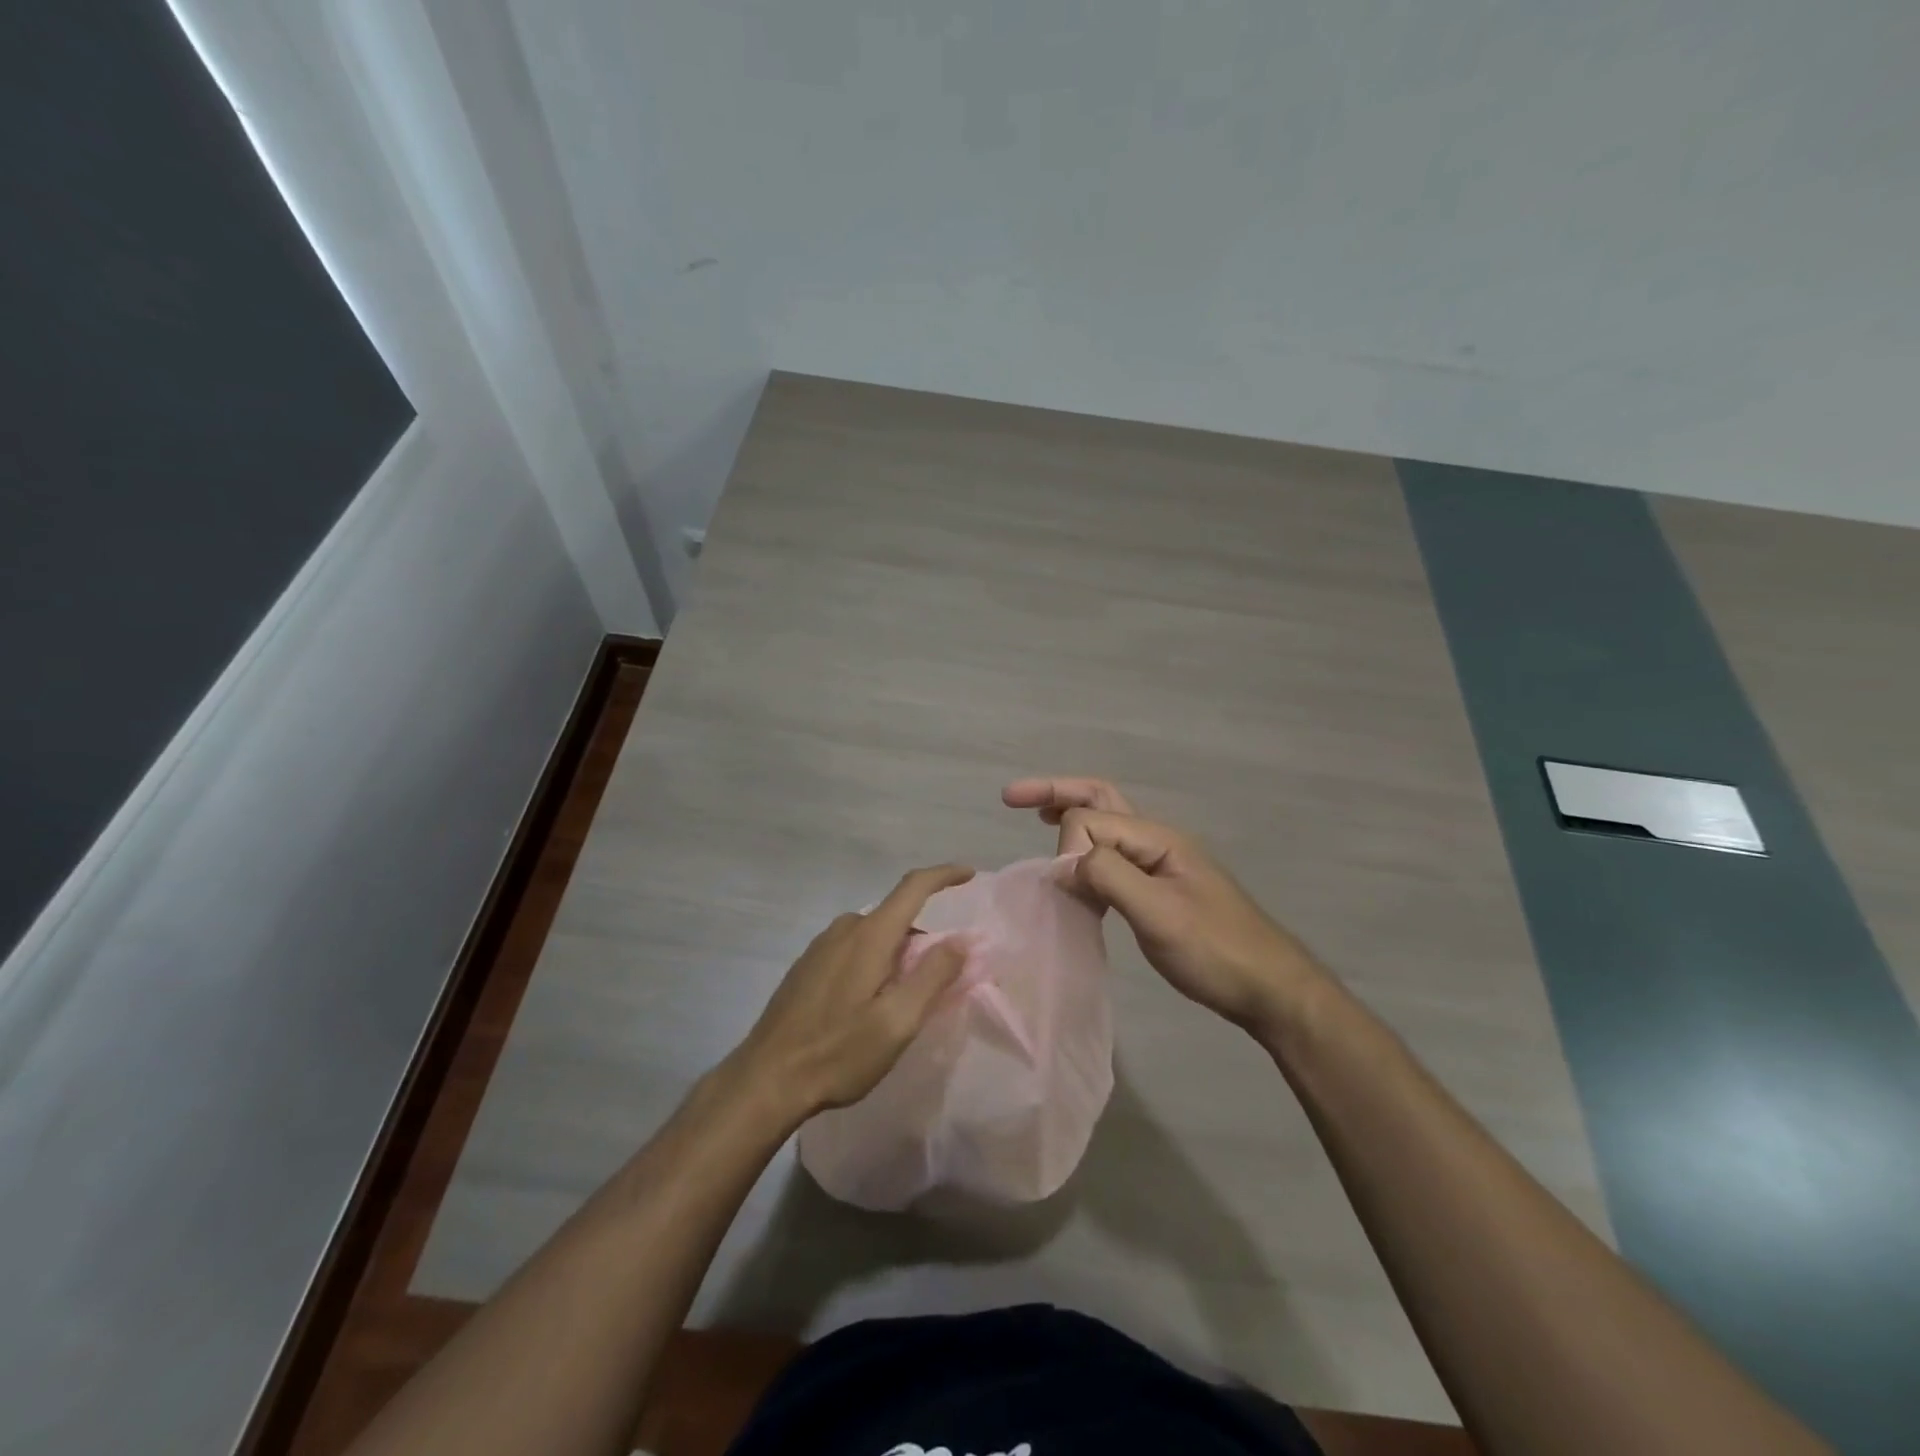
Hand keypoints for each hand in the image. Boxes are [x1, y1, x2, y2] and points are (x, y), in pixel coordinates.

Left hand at [732, 864, 973, 1118]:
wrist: (765, 1080)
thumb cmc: (837, 1052)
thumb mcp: (897, 1021)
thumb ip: (933, 976)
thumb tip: (962, 939)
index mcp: (869, 935)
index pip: (913, 887)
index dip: (943, 875)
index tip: (968, 874)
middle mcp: (844, 930)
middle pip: (895, 916)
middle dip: (923, 939)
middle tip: (938, 981)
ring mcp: (820, 947)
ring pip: (873, 935)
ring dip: (896, 953)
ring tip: (902, 1000)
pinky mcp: (806, 966)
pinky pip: (851, 949)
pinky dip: (872, 962)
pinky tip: (867, 1004)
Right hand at [1003, 777, 1331, 1035]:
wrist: (1270, 989)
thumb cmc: (1217, 952)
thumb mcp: (1161, 915)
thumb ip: (1111, 877)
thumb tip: (1065, 861)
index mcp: (1157, 838)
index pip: (1092, 819)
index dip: (1067, 847)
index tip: (1064, 889)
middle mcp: (1157, 840)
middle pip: (1100, 799)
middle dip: (1056, 792)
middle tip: (1011, 797)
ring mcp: (1160, 864)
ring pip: (1107, 825)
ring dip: (1070, 816)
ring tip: (1036, 817)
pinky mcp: (1159, 888)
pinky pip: (1113, 856)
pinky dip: (1085, 852)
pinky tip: (1074, 871)